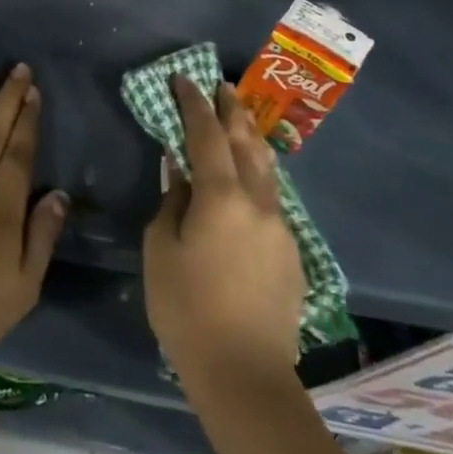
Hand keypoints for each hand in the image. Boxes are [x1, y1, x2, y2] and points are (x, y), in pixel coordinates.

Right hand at [143, 78, 305, 384]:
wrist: (245, 373)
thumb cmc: (187, 308)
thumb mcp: (161, 250)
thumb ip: (172, 202)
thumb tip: (181, 174)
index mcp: (222, 197)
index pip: (207, 135)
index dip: (194, 104)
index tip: (183, 80)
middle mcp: (259, 203)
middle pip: (247, 143)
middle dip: (232, 110)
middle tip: (221, 85)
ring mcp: (281, 228)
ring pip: (267, 169)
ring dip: (251, 138)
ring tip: (240, 119)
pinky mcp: (291, 253)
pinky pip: (272, 198)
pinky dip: (258, 174)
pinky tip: (249, 178)